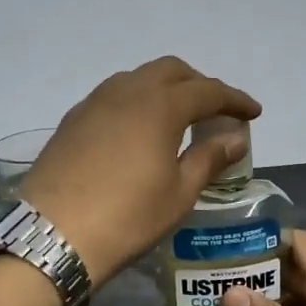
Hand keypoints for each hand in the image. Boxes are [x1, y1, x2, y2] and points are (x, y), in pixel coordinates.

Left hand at [20, 57, 260, 283]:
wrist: (52, 235)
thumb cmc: (127, 217)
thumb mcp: (179, 193)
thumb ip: (209, 158)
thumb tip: (235, 138)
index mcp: (160, 105)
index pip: (207, 90)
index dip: (234, 99)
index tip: (253, 113)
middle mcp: (127, 91)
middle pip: (171, 71)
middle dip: (199, 84)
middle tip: (215, 111)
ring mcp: (94, 102)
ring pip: (138, 78)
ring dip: (165, 89)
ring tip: (178, 118)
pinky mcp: (72, 119)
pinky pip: (114, 95)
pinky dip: (137, 101)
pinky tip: (139, 130)